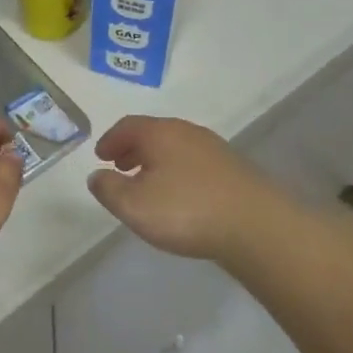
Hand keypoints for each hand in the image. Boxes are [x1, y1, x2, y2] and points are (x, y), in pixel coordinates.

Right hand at [87, 116, 293, 263]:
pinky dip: (178, 171)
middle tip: (120, 166)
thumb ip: (108, 189)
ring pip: (176, 148)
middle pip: (153, 133)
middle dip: (133, 148)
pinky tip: (180, 196)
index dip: (110, 140)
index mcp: (160, 133)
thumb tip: (97, 176)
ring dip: (156, 161)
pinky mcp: (233, 169)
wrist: (256, 225)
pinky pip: (194, 163)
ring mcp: (214, 149)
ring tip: (148, 184)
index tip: (100, 156)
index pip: (127, 126)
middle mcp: (187, 132)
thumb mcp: (134, 205)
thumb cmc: (186, 211)